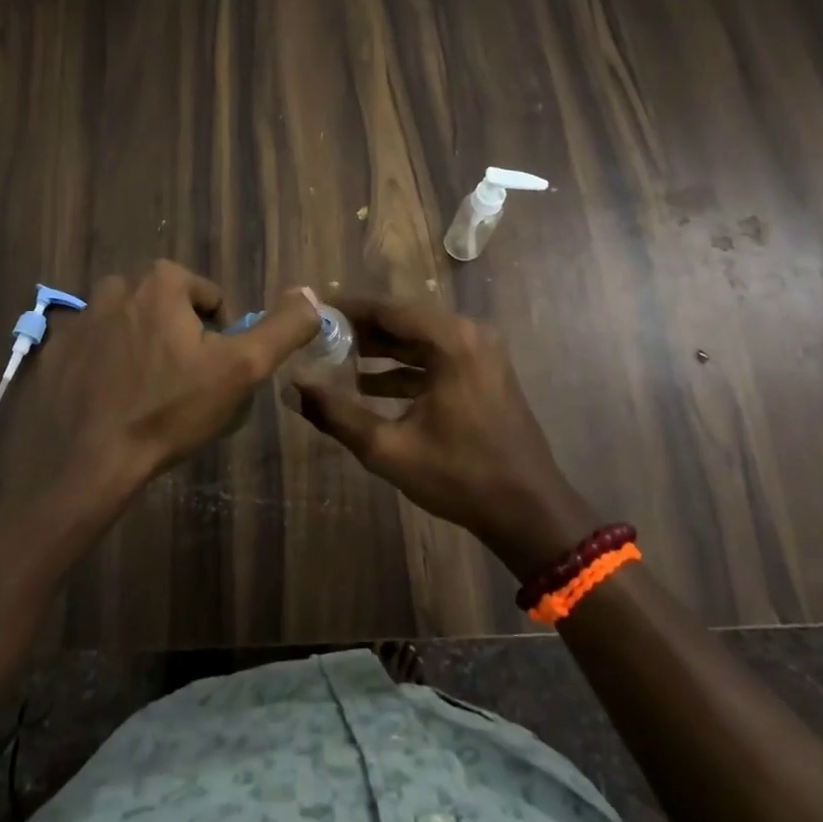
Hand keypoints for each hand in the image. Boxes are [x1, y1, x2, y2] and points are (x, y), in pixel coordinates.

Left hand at [2, 261, 320, 519]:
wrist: (84, 463)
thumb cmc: (168, 410)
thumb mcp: (241, 370)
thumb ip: (282, 328)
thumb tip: (310, 293)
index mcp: (161, 282)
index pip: (209, 298)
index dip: (220, 336)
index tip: (211, 374)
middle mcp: (115, 287)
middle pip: (167, 308)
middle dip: (178, 338)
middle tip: (181, 386)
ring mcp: (77, 319)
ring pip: (128, 326)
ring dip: (140, 349)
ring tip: (145, 396)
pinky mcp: (51, 351)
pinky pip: (91, 349)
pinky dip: (104, 367)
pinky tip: (109, 403)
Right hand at [288, 297, 600, 580]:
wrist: (529, 512)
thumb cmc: (459, 476)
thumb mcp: (388, 448)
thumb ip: (336, 414)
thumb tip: (293, 387)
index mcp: (450, 340)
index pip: (387, 309)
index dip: (347, 310)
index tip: (312, 314)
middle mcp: (468, 334)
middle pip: (403, 320)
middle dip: (360, 330)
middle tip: (317, 338)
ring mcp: (480, 353)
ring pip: (418, 339)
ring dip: (380, 349)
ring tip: (334, 360)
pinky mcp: (483, 372)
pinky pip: (435, 357)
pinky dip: (403, 367)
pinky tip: (368, 386)